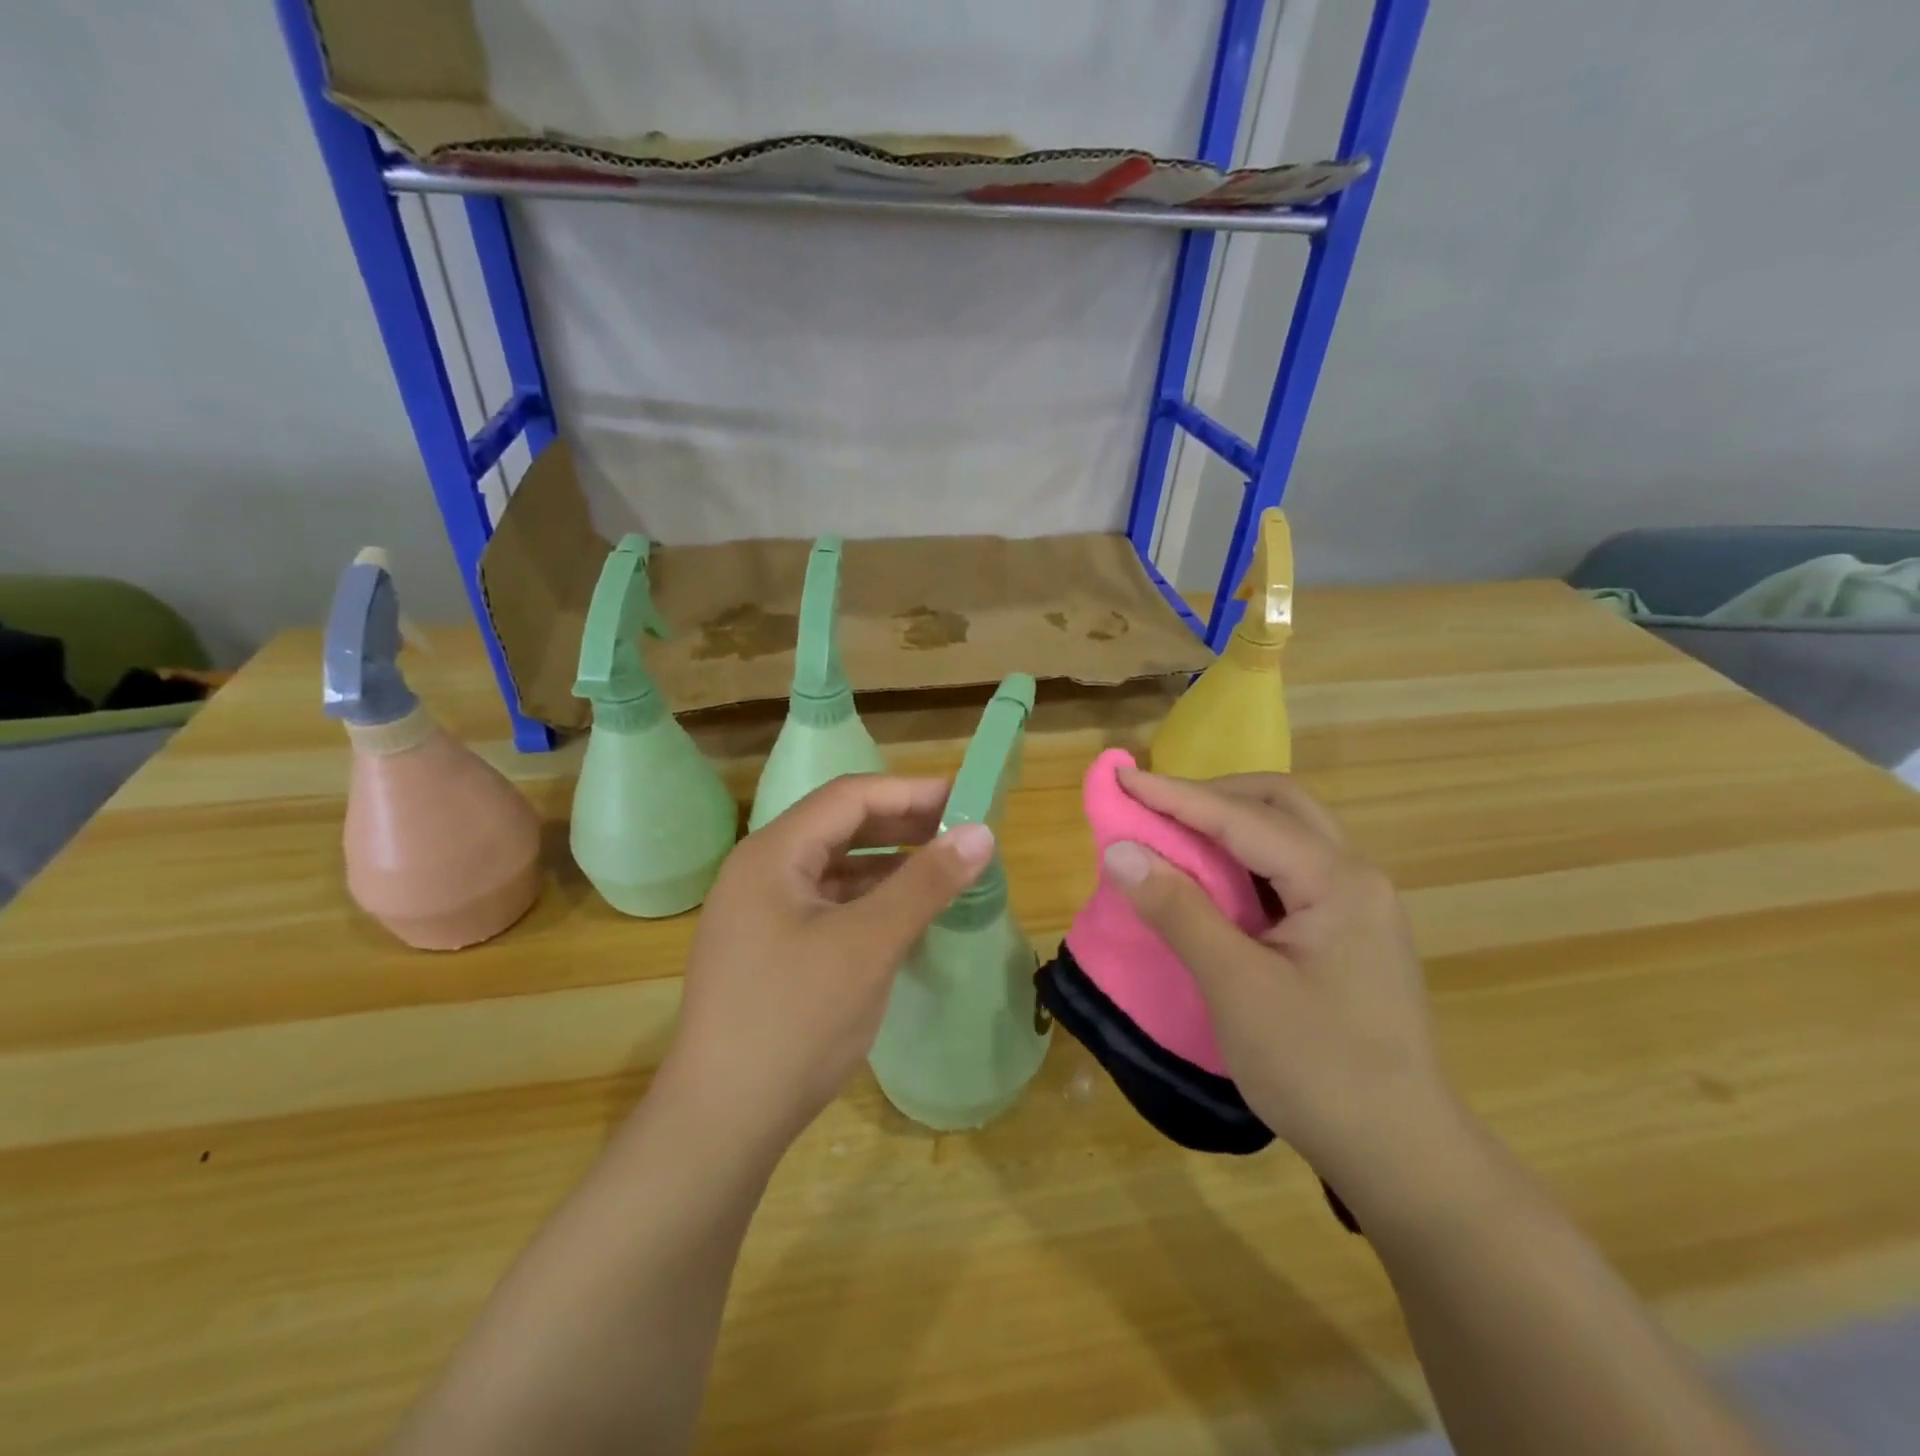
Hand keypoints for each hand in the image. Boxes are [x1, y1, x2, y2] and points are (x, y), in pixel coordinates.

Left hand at [658, 775, 994, 1159]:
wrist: (720, 1123)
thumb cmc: (794, 1021)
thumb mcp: (868, 945)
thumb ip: (925, 883)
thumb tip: (981, 832)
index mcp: (772, 854)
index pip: (850, 797)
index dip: (910, 791)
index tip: (967, 799)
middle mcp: (761, 872)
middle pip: (840, 827)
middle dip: (902, 825)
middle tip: (962, 834)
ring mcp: (760, 913)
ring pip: (835, 868)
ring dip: (888, 864)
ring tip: (943, 870)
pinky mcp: (769, 949)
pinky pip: (827, 904)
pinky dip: (869, 901)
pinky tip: (904, 914)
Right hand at [1102, 768, 1464, 1199]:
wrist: (1403, 1158)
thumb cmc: (1318, 1070)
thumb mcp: (1236, 987)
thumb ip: (1179, 910)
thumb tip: (1120, 851)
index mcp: (1337, 881)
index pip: (1242, 818)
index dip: (1175, 795)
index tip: (1120, 777)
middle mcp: (1354, 877)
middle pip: (1278, 806)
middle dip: (1211, 796)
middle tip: (1154, 807)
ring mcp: (1356, 905)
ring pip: (1285, 835)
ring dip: (1227, 825)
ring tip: (1172, 836)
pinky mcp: (1346, 933)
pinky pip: (1287, 872)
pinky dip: (1241, 862)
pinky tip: (1210, 882)